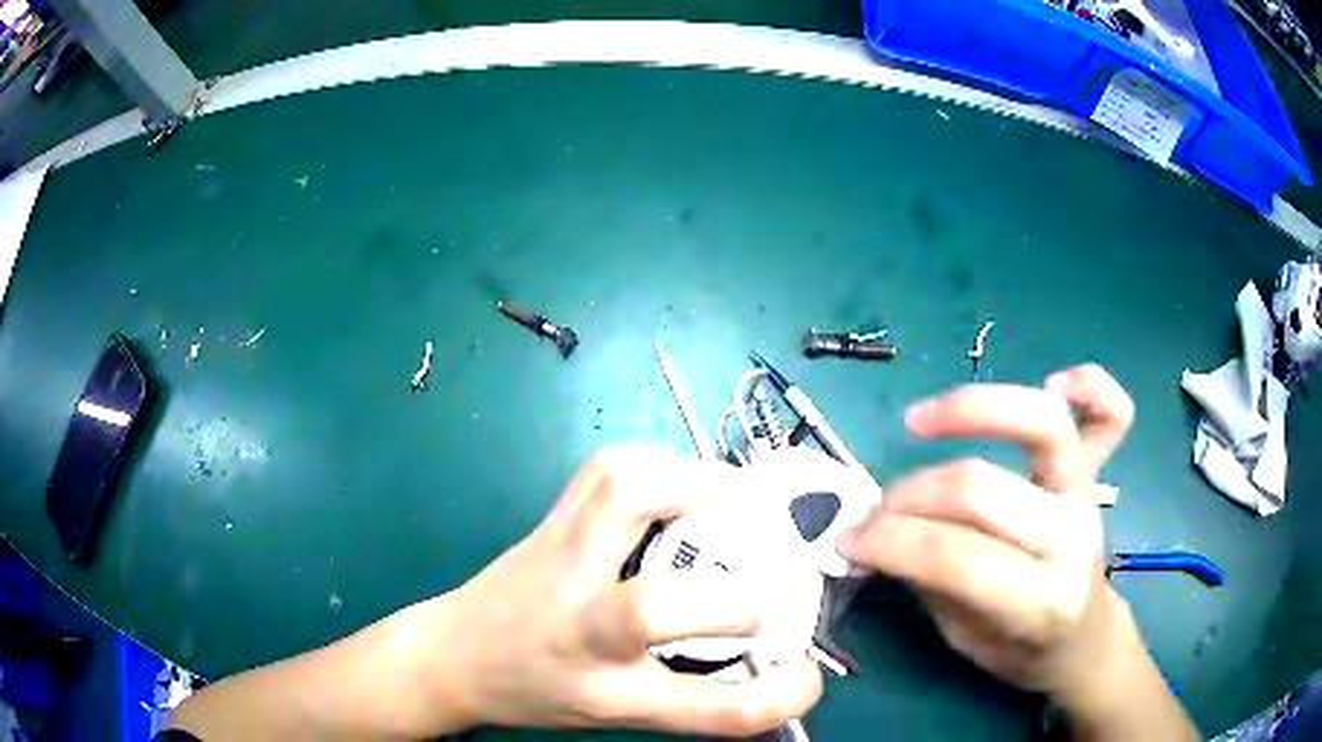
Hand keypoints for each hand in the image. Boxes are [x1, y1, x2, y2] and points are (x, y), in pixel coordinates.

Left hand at [419, 445, 821, 735]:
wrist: (451, 656)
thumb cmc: (538, 693)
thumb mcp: (617, 715)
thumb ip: (694, 696)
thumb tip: (769, 671)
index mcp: (604, 693)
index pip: (706, 710)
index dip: (777, 697)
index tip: (809, 677)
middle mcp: (578, 627)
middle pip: (653, 608)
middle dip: (731, 599)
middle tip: (768, 587)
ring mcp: (559, 561)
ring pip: (620, 500)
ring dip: (697, 486)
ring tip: (740, 502)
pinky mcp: (550, 520)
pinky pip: (607, 468)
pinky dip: (660, 462)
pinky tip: (682, 481)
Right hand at [838, 365, 1138, 699]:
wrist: (1081, 640)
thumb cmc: (1019, 650)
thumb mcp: (963, 638)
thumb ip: (927, 580)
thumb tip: (873, 531)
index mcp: (1040, 601)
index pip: (956, 556)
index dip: (891, 541)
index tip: (847, 540)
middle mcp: (1071, 539)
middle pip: (981, 489)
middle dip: (911, 494)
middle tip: (876, 510)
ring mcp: (1088, 497)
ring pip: (1042, 424)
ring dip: (972, 408)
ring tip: (919, 420)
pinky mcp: (1096, 474)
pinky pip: (1113, 414)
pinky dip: (1091, 385)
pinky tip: (1055, 382)